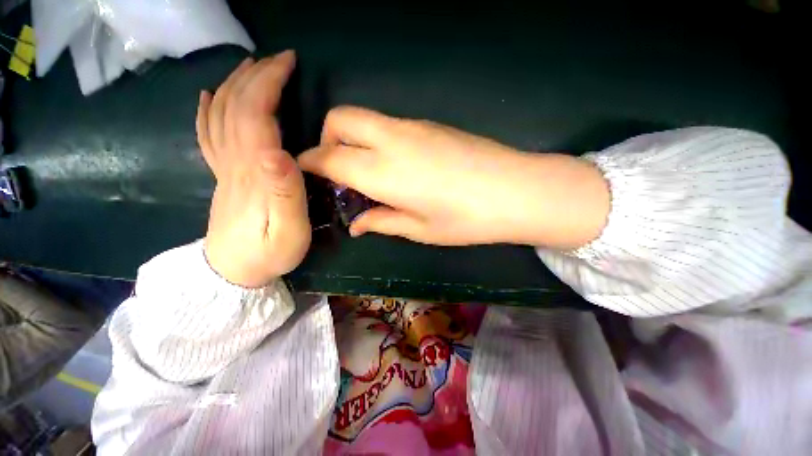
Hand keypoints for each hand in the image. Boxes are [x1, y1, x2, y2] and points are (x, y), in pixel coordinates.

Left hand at [196, 51, 309, 287]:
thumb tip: (280, 151)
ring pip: (220, 115)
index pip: (256, 115)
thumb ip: (285, 192)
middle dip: (256, 76)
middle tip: (278, 60)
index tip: (288, 63)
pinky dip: (208, 110)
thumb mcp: (289, 230)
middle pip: (236, 107)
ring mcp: (224, 168)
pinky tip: (211, 96)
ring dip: (235, 85)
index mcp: (255, 172)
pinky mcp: (222, 177)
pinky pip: (207, 136)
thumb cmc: (269, 253)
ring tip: (251, 67)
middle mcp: (234, 162)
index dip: (269, 84)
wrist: (234, 273)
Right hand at [298, 107, 608, 248]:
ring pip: (365, 118)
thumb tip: (356, 224)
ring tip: (368, 171)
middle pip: (340, 119)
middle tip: (338, 169)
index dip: (310, 163)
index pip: (328, 156)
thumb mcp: (418, 230)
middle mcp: (391, 139)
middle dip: (327, 139)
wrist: (515, 191)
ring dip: (353, 138)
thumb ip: (381, 222)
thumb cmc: (465, 219)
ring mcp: (413, 126)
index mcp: (382, 170)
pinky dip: (378, 139)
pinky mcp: (430, 123)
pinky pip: (389, 124)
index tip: (306, 173)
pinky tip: (397, 164)